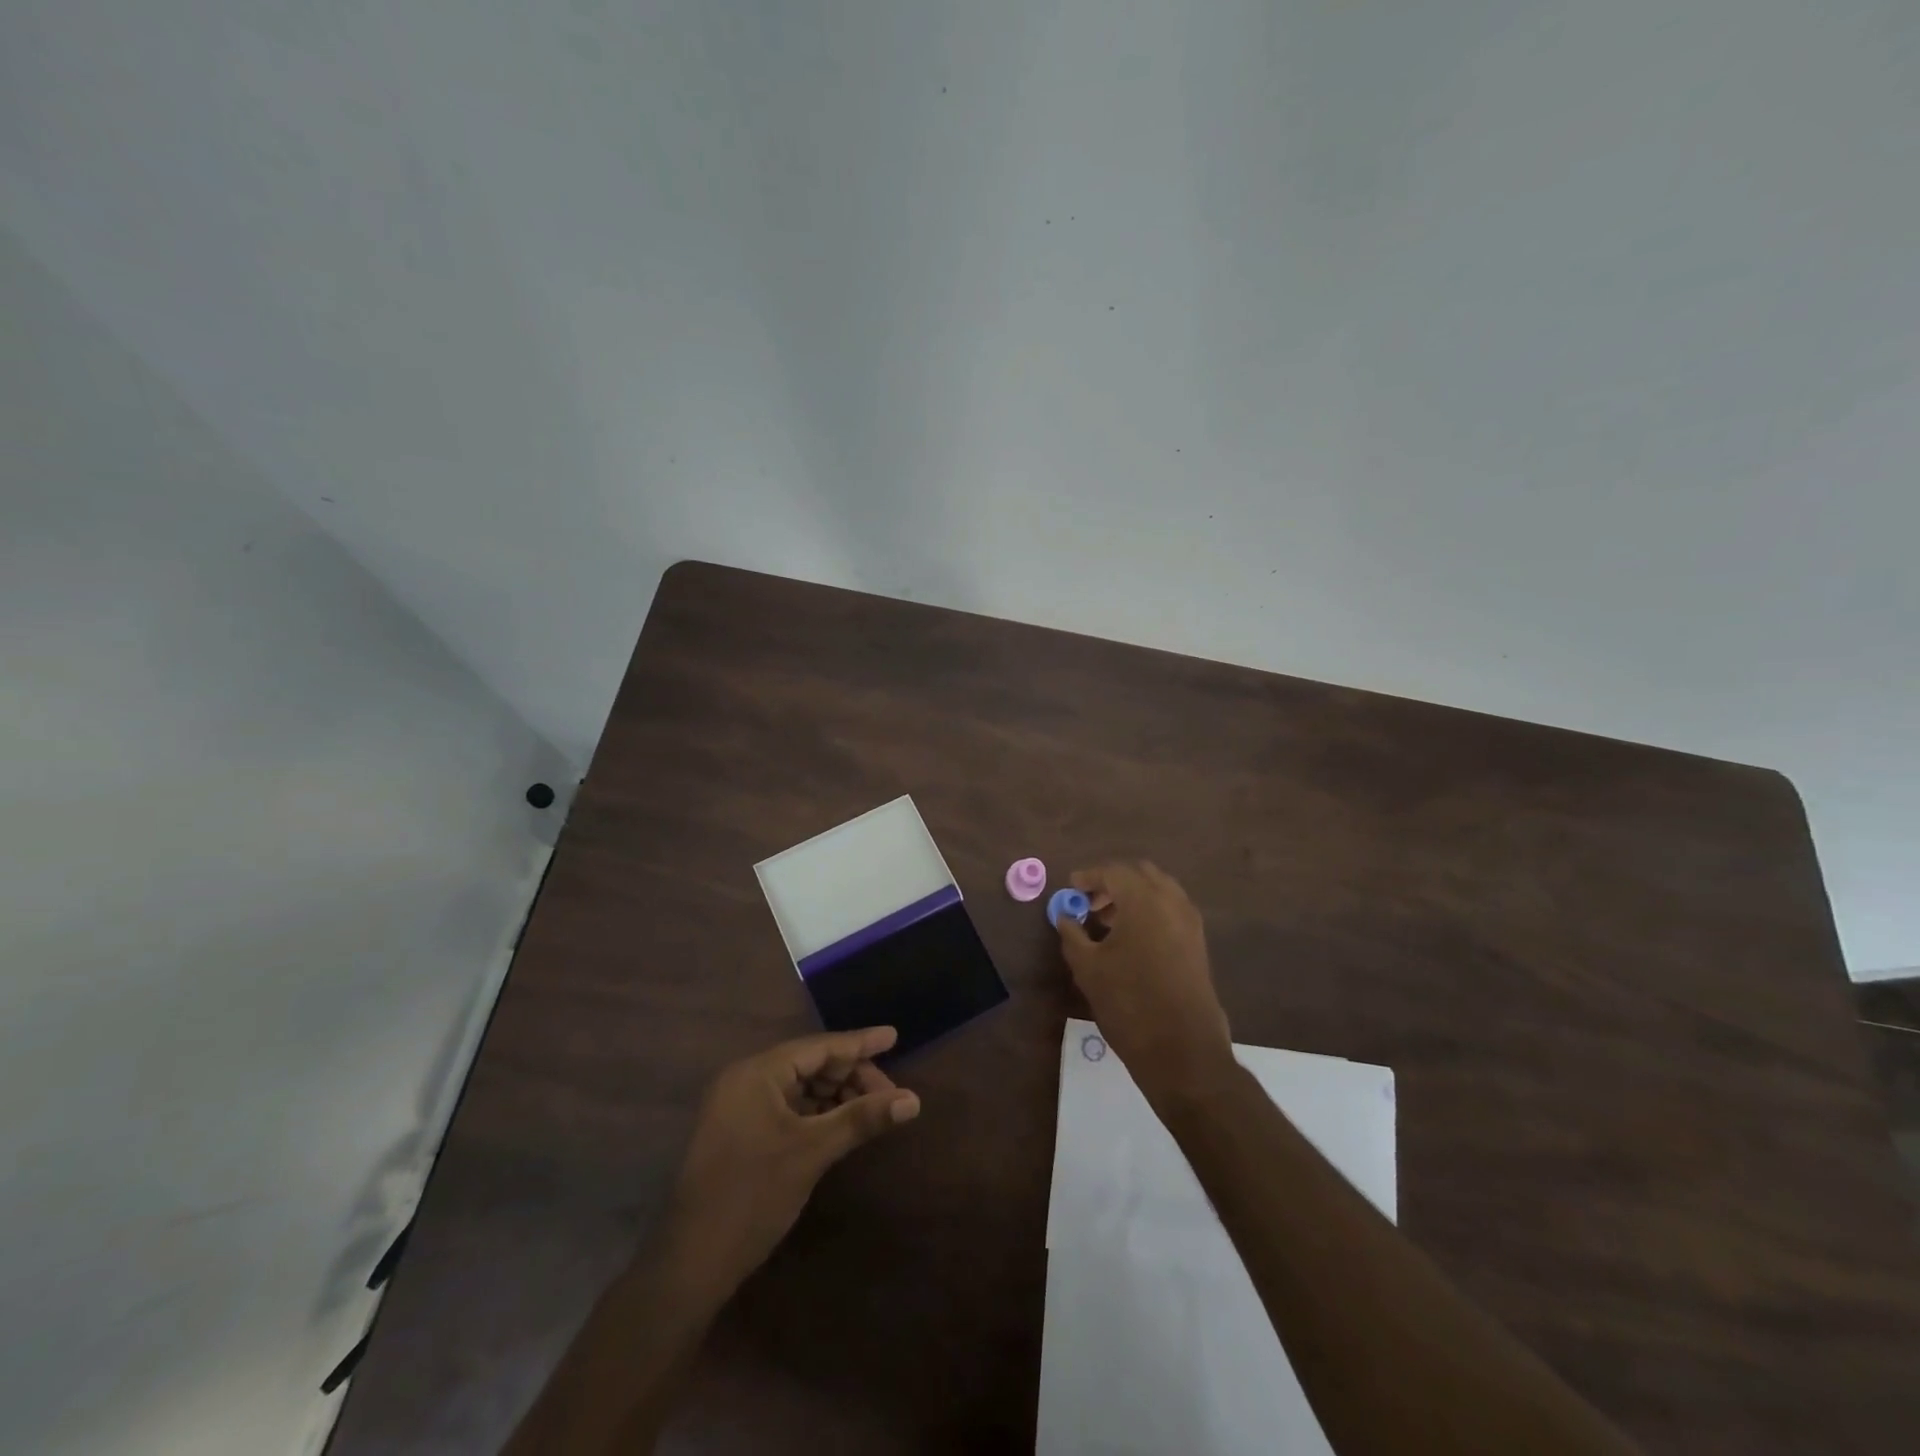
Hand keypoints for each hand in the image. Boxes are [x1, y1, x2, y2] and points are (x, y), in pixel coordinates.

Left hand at [664, 1027, 920, 1295]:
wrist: (690, 1265)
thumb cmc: (752, 1196)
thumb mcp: (812, 1152)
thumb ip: (862, 1119)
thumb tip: (913, 1100)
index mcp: (757, 1072)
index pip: (819, 1047)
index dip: (859, 1043)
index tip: (894, 1035)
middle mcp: (746, 1079)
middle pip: (810, 1064)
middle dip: (851, 1075)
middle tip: (890, 1094)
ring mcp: (740, 1106)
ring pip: (801, 1087)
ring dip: (837, 1095)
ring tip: (873, 1109)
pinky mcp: (741, 1131)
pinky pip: (788, 1107)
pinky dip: (817, 1112)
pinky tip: (843, 1123)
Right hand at [1055, 861, 1234, 1105]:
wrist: (1183, 1050)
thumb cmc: (1129, 1003)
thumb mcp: (1088, 968)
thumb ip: (1072, 934)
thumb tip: (1064, 916)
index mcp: (1143, 900)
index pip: (1113, 872)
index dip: (1088, 877)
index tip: (1070, 888)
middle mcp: (1171, 902)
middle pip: (1140, 875)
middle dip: (1113, 883)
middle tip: (1089, 903)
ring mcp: (1190, 922)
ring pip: (1159, 891)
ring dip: (1133, 897)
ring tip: (1107, 923)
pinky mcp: (1198, 943)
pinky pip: (1171, 911)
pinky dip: (1150, 912)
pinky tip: (1131, 939)